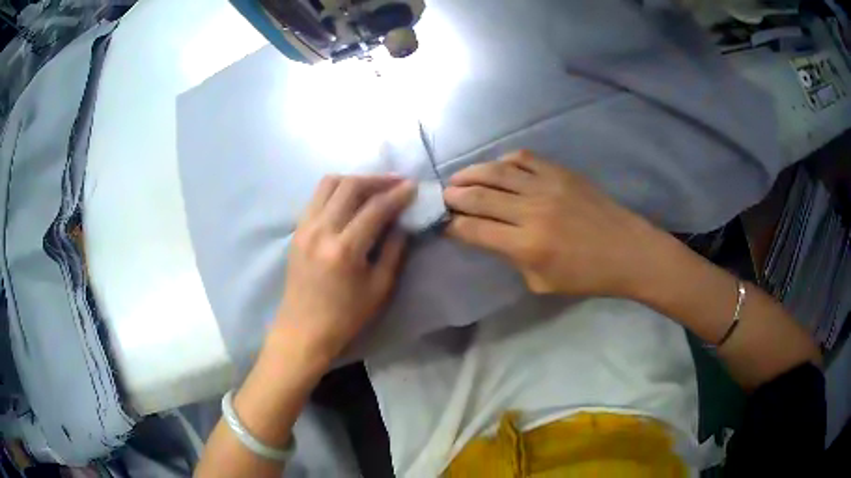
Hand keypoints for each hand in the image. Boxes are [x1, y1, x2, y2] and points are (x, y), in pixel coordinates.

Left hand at [275, 175, 414, 361]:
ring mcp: (304, 227)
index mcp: (344, 250)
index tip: (413, 186)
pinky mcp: (296, 230)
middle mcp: (321, 230)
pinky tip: (349, 199)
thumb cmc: (346, 316)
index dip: (397, 194)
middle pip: (350, 186)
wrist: (303, 329)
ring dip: (354, 180)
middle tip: (396, 181)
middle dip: (377, 179)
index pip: (375, 208)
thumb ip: (394, 251)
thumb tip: (401, 222)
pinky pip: (317, 197)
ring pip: (329, 184)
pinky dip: (336, 190)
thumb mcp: (380, 289)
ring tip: (373, 187)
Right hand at [444, 151, 666, 296]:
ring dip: (470, 173)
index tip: (444, 223)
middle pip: (479, 197)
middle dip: (454, 196)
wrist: (628, 251)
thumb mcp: (542, 283)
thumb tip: (491, 237)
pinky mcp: (561, 172)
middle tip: (443, 197)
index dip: (453, 226)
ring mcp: (547, 187)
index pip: (474, 230)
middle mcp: (531, 212)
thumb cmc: (587, 276)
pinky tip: (497, 168)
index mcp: (527, 246)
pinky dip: (504, 161)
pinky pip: (524, 159)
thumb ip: (512, 259)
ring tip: (458, 178)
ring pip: (496, 172)